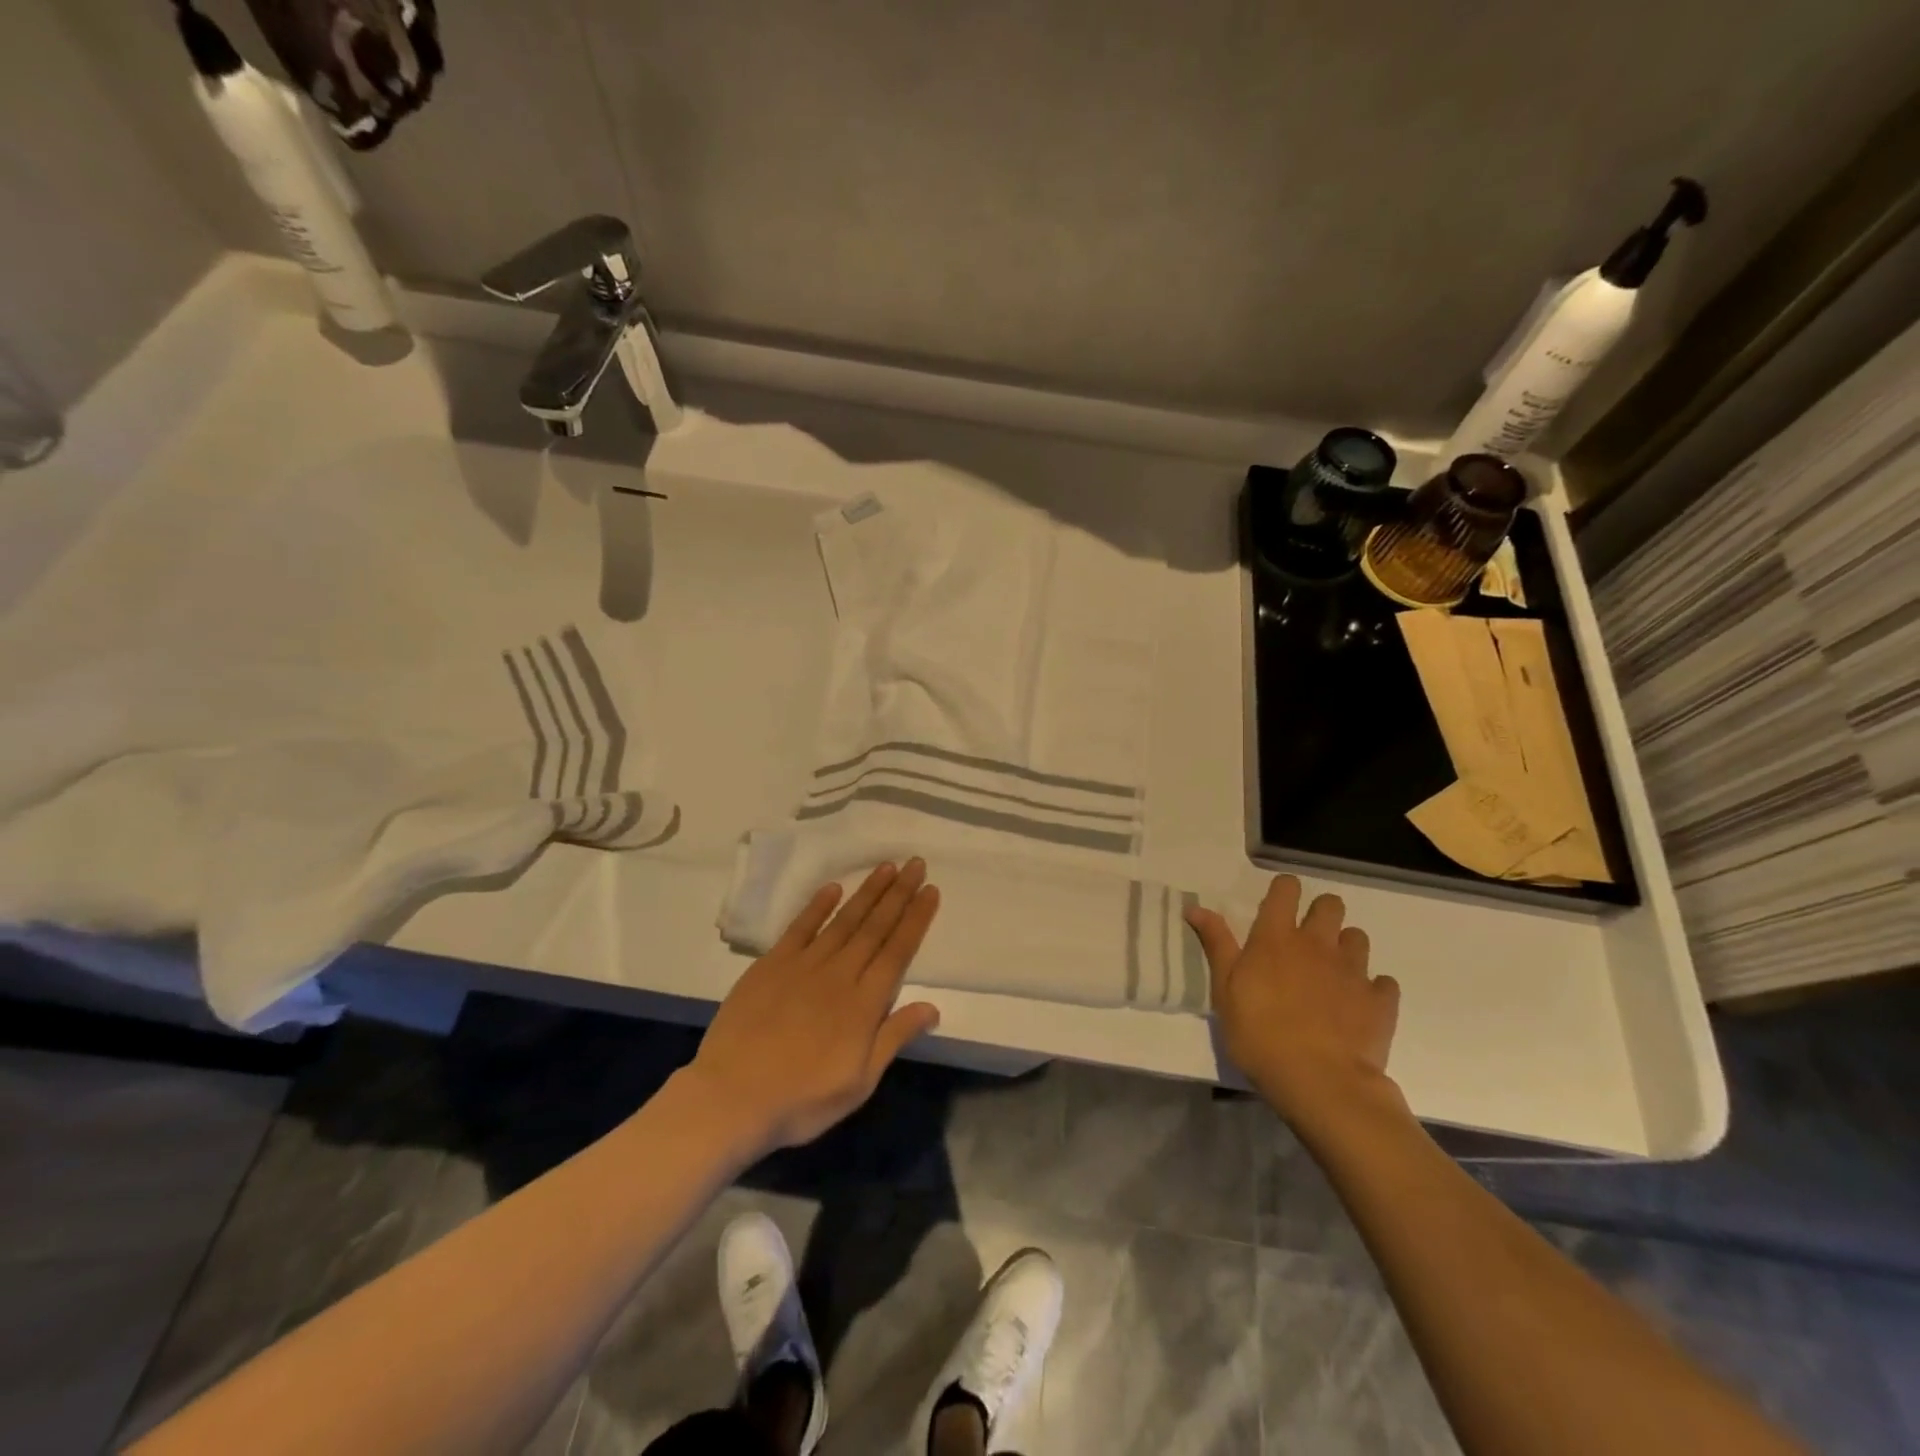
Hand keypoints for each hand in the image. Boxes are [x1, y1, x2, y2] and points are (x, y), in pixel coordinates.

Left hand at [688, 859, 941, 1152]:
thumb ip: (894, 1038)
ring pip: (843, 920)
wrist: (731, 1098)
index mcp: (864, 1004)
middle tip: (915, 863)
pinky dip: (817, 906)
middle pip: (875, 927)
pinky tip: (833, 889)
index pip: (898, 951)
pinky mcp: (771, 965)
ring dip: (867, 892)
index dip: (916, 919)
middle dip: (899, 894)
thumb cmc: (801, 1100)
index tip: (931, 890)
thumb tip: (933, 1007)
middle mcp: (839, 974)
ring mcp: (803, 965)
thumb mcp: (859, 1082)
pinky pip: (799, 927)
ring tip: (887, 867)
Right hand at [1186, 876, 1402, 1133]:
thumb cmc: (1258, 1034)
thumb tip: (1195, 907)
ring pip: (1358, 938)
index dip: (1283, 890)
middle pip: (1330, 905)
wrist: (1319, 1082)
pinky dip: (1372, 988)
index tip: (1277, 906)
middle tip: (1307, 939)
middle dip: (1321, 913)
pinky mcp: (1380, 1000)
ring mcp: (1353, 971)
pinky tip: (1358, 1005)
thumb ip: (1216, 944)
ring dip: (1345, 948)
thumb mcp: (1224, 990)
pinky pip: (1383, 982)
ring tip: (1332, 973)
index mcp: (1276, 937)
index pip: (1286, 889)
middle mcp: (1318, 944)